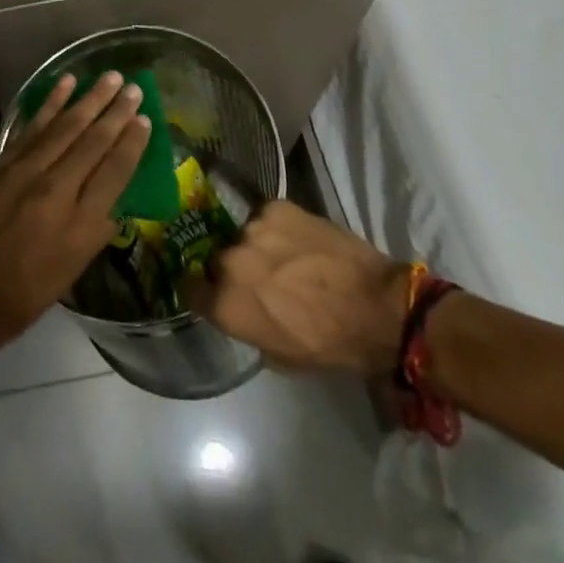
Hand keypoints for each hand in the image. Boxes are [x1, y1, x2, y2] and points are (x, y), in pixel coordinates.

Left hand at [0, 71, 150, 361]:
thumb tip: (114, 203)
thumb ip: (93, 234)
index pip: (114, 172)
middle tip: (134, 87)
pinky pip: (32, 126)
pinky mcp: (1, 164)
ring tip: (110, 77)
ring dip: (89, 99)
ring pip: (65, 126)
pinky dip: (50, 103)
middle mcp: (55, 191)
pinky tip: (65, 84)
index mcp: (78, 226)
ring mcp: (25, 173)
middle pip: (92, 142)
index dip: (132, 143)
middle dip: (116, 112)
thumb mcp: (67, 277)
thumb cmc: (17, 300)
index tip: (146, 119)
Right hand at [187, 200, 411, 374]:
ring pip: (242, 234)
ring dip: (255, 245)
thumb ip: (246, 326)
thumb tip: (240, 307)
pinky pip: (264, 216)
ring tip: (282, 256)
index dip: (198, 288)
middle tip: (257, 276)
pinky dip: (276, 227)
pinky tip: (297, 239)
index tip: (208, 289)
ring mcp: (252, 228)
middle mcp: (229, 260)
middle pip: (216, 258)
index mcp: (226, 303)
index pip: (187, 287)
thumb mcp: (279, 356)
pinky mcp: (276, 206)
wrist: (376, 307)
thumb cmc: (329, 345)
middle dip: (231, 267)